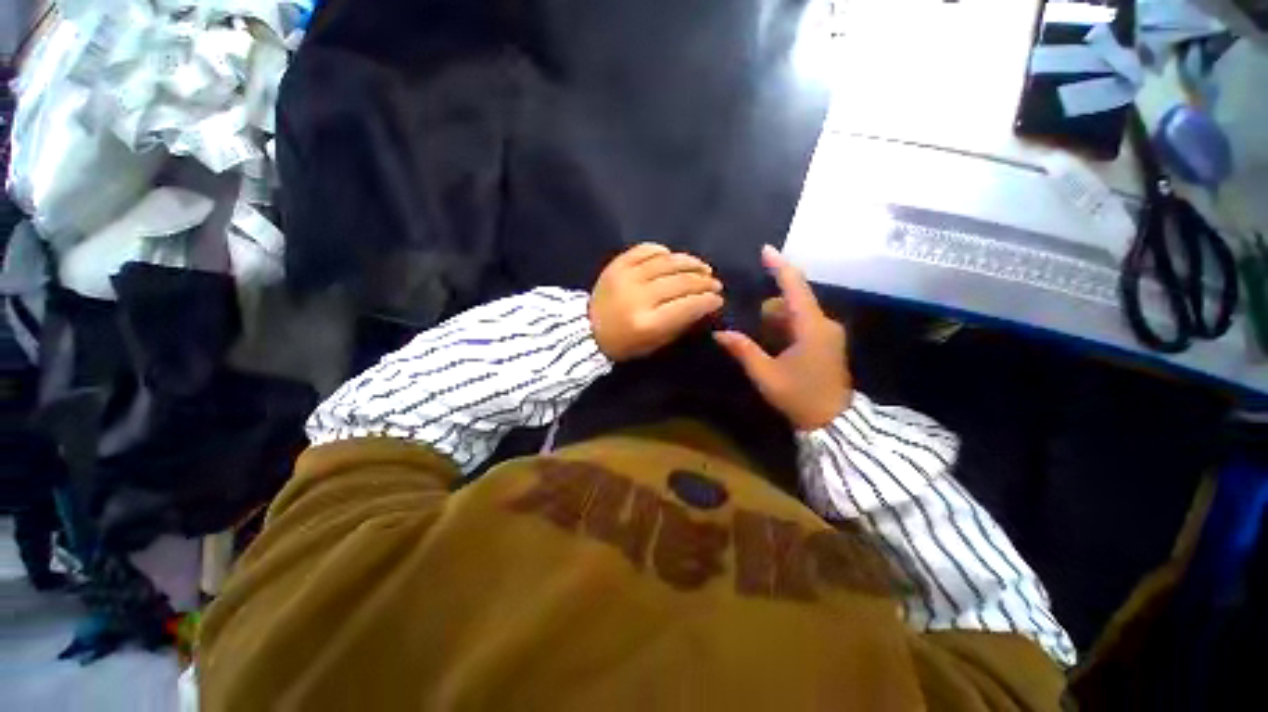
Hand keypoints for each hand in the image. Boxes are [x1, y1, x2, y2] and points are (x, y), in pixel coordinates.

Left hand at [590, 243, 723, 360]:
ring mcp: (626, 277)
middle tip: (715, 283)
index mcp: (647, 323)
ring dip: (690, 262)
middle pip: (680, 282)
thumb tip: (703, 305)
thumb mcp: (654, 344)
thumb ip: (680, 324)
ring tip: (703, 267)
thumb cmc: (624, 344)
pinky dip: (663, 251)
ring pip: (667, 262)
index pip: (687, 306)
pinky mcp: (617, 264)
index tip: (719, 299)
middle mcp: (638, 297)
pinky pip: (645, 250)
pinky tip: (673, 257)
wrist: (586, 330)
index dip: (707, 300)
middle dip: (704, 281)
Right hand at [714, 245, 851, 430]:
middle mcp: (824, 323)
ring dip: (777, 318)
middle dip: (769, 305)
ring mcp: (829, 332)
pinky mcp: (828, 341)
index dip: (779, 266)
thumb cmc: (799, 397)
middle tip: (749, 323)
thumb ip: (744, 350)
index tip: (765, 250)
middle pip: (794, 299)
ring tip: (758, 337)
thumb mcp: (766, 374)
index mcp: (811, 327)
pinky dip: (786, 326)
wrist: (833, 422)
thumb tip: (719, 333)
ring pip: (798, 312)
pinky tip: (773, 342)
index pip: (795, 287)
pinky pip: (804, 323)